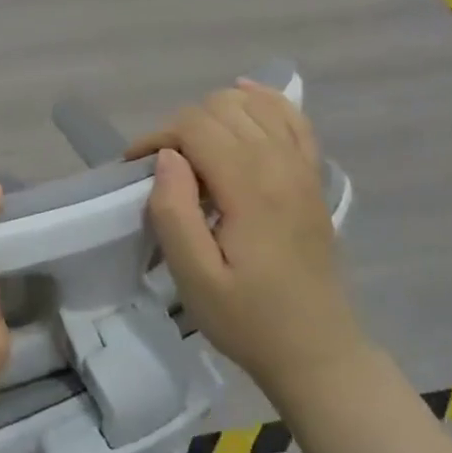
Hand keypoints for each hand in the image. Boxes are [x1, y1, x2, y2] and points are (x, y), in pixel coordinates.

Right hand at [127, 80, 366, 400]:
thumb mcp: (195, 279)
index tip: (134, 167)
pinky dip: (264, 102)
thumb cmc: (248, 320)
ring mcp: (303, 167)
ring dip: (215, 114)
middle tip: (163, 170)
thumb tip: (166, 157)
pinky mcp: (313, 177)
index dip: (157, 136)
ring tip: (195, 152)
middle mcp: (281, 163)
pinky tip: (244, 102)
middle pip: (221, 108)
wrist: (317, 351)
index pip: (194, 126)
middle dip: (181, 127)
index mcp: (250, 187)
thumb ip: (174, 213)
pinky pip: (292, 117)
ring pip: (253, 104)